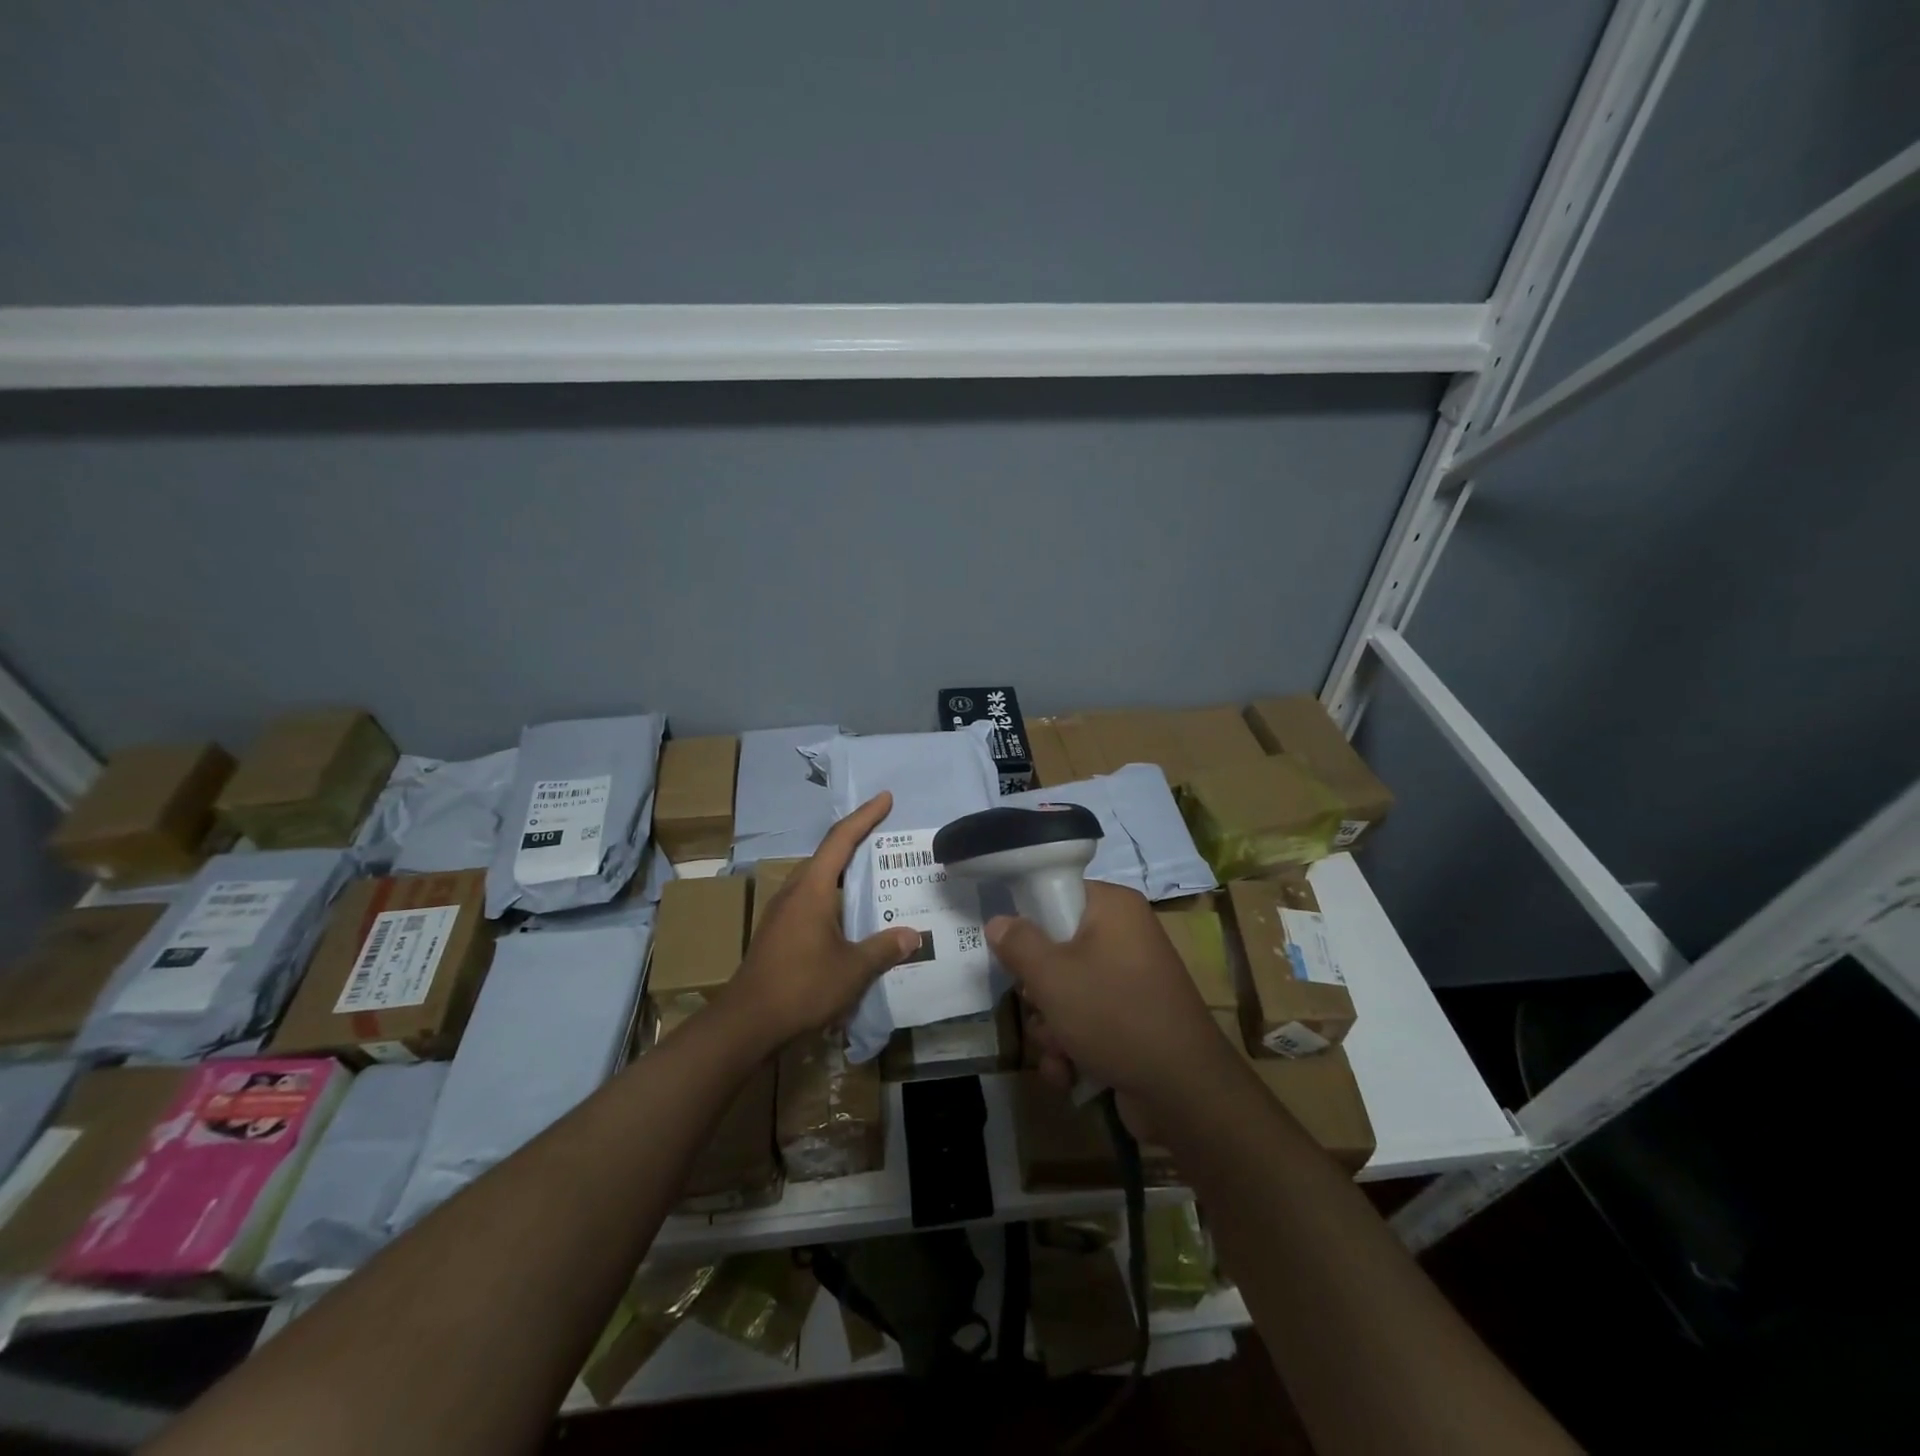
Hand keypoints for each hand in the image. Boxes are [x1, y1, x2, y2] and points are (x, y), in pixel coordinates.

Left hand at [722, 791, 920, 1048]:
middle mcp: (794, 892)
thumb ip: (884, 949)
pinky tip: (849, 917)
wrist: (746, 1023)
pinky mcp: (778, 933)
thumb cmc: (801, 986)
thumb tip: (913, 935)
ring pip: (818, 880)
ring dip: (844, 873)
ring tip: (874, 876)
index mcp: (812, 889)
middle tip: (886, 839)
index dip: (865, 817)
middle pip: (827, 856)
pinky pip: (811, 901)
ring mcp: (782, 913)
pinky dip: (834, 897)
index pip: (841, 840)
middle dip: (856, 842)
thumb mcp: (852, 969)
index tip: (885, 798)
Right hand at [988, 881, 1231, 1110]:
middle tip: (1039, 1006)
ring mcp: (1130, 982)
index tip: (1010, 949)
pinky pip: (1086, 1022)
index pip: (1059, 893)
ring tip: (1059, 1050)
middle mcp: (1125, 937)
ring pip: (1066, 992)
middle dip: (1039, 991)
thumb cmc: (1113, 1015)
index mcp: (1114, 908)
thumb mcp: (1052, 975)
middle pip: (1057, 948)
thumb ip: (1018, 943)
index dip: (1029, 920)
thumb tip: (998, 921)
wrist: (1183, 1092)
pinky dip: (1071, 1048)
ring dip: (1051, 1027)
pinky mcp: (1131, 1021)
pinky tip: (1068, 1072)